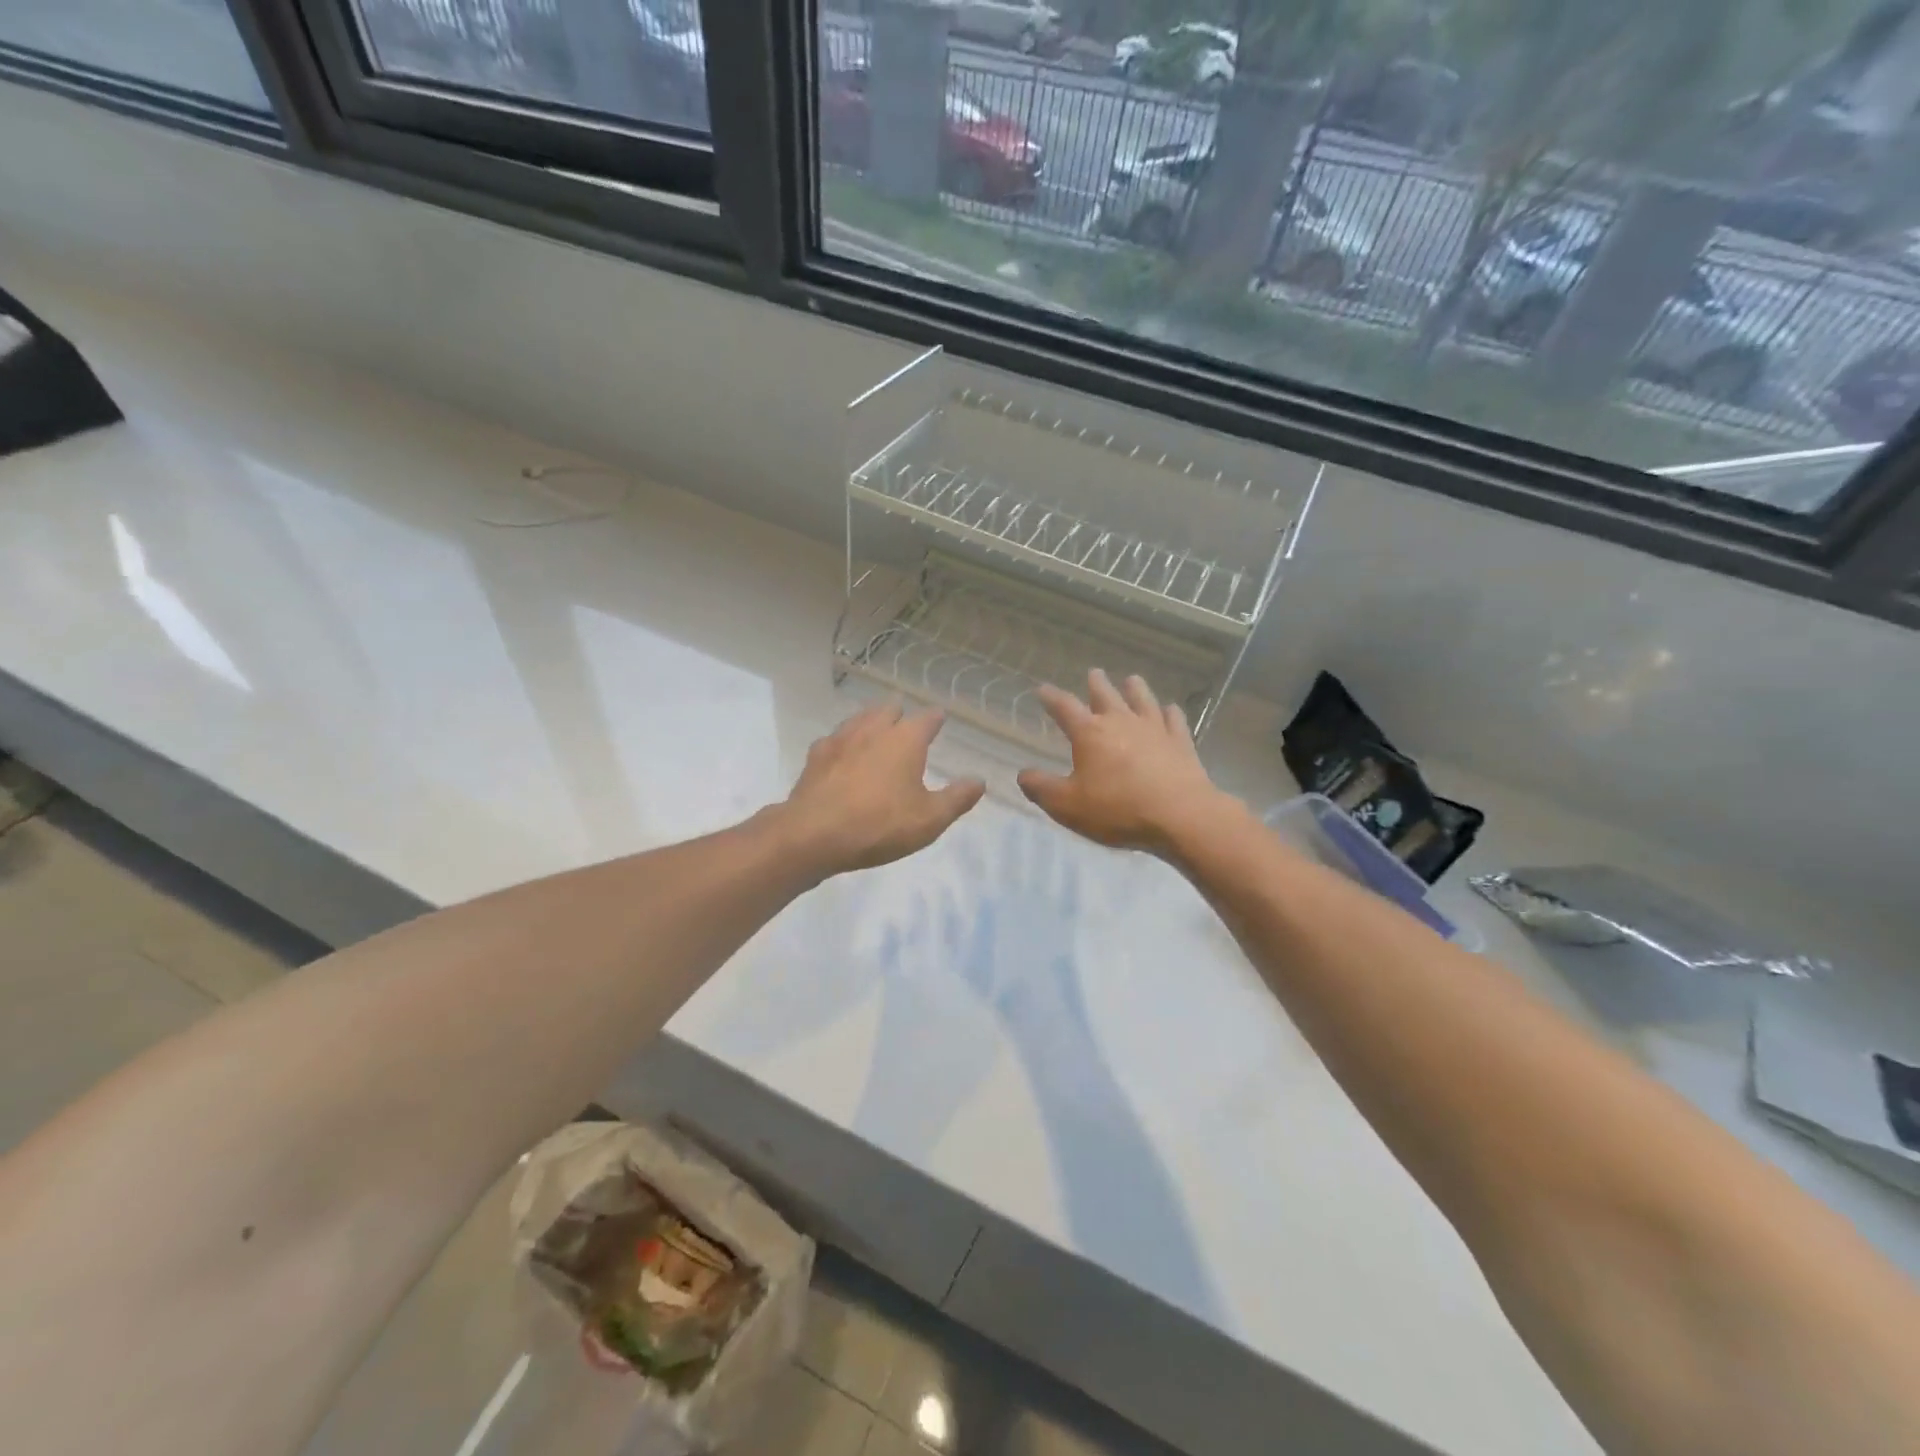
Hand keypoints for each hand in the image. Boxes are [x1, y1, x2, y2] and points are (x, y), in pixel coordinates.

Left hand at [777, 704, 984, 877]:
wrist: (813, 835)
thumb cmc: (880, 825)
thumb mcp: (930, 819)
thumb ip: (957, 798)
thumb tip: (979, 781)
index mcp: (905, 740)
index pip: (926, 719)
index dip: (935, 719)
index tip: (939, 718)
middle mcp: (873, 730)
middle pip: (889, 710)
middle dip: (900, 713)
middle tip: (905, 721)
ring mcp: (840, 740)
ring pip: (859, 719)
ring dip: (871, 720)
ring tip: (875, 728)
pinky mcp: (815, 757)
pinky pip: (834, 739)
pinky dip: (844, 742)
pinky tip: (842, 753)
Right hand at [1018, 670, 1240, 858]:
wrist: (1179, 815)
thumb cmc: (1117, 809)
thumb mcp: (1067, 805)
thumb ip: (1041, 788)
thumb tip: (1022, 774)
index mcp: (1090, 733)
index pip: (1065, 708)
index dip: (1052, 698)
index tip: (1043, 689)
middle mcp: (1121, 722)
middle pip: (1106, 696)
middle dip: (1096, 685)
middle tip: (1094, 673)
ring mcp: (1154, 730)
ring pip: (1143, 701)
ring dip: (1136, 689)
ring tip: (1132, 679)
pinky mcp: (1181, 743)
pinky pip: (1174, 721)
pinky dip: (1171, 713)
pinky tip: (1171, 709)